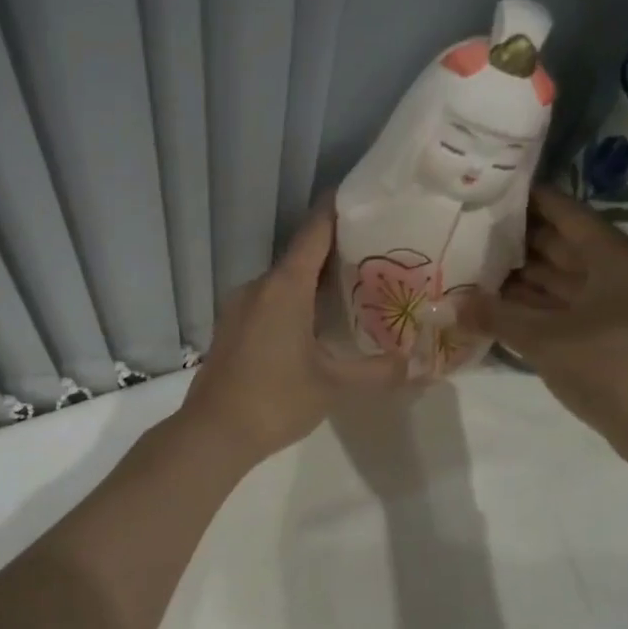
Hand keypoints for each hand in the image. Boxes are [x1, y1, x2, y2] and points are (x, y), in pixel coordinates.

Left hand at [179, 204, 404, 467]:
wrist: (212, 433)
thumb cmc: (274, 401)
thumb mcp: (333, 387)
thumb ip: (377, 372)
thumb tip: (415, 366)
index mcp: (283, 288)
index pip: (314, 232)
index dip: (336, 210)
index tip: (361, 195)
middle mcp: (258, 287)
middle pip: (300, 256)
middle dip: (335, 251)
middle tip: (375, 252)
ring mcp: (238, 307)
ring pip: (282, 282)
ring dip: (312, 280)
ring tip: (351, 287)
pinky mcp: (230, 328)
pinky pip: (268, 301)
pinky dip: (293, 301)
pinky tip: (314, 323)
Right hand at [462, 187, 627, 460]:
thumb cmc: (607, 363)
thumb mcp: (544, 338)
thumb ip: (495, 316)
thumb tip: (449, 304)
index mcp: (613, 255)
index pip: (565, 213)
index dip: (528, 200)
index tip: (490, 190)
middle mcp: (617, 271)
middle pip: (562, 244)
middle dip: (518, 241)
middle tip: (471, 231)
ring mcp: (615, 303)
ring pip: (562, 278)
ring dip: (522, 276)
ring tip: (475, 266)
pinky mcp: (609, 332)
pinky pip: (565, 306)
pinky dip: (535, 305)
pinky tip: (498, 306)